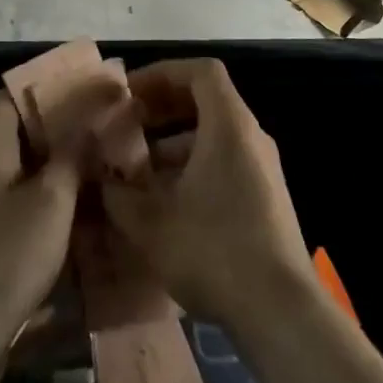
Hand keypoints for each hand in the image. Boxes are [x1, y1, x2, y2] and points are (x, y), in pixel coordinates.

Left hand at [0, 93, 82, 365]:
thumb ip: (72, 155)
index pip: (12, 95)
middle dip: (60, 129)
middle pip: (18, 131)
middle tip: (103, 131)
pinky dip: (46, 200)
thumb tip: (91, 118)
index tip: (87, 91)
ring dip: (56, 167)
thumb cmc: (4, 258)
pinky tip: (77, 214)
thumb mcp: (51, 201)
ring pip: (21, 170)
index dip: (48, 88)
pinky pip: (16, 203)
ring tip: (99, 168)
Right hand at [101, 58, 311, 332]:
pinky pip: (226, 162)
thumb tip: (101, 179)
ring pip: (215, 135)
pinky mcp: (267, 199)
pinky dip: (194, 167)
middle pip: (208, 100)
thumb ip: (118, 194)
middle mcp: (251, 137)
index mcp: (229, 125)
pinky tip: (167, 203)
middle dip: (164, 107)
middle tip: (129, 123)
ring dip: (175, 142)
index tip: (130, 92)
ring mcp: (264, 169)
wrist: (281, 311)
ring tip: (139, 169)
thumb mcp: (151, 223)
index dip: (162, 73)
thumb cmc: (214, 250)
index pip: (200, 71)